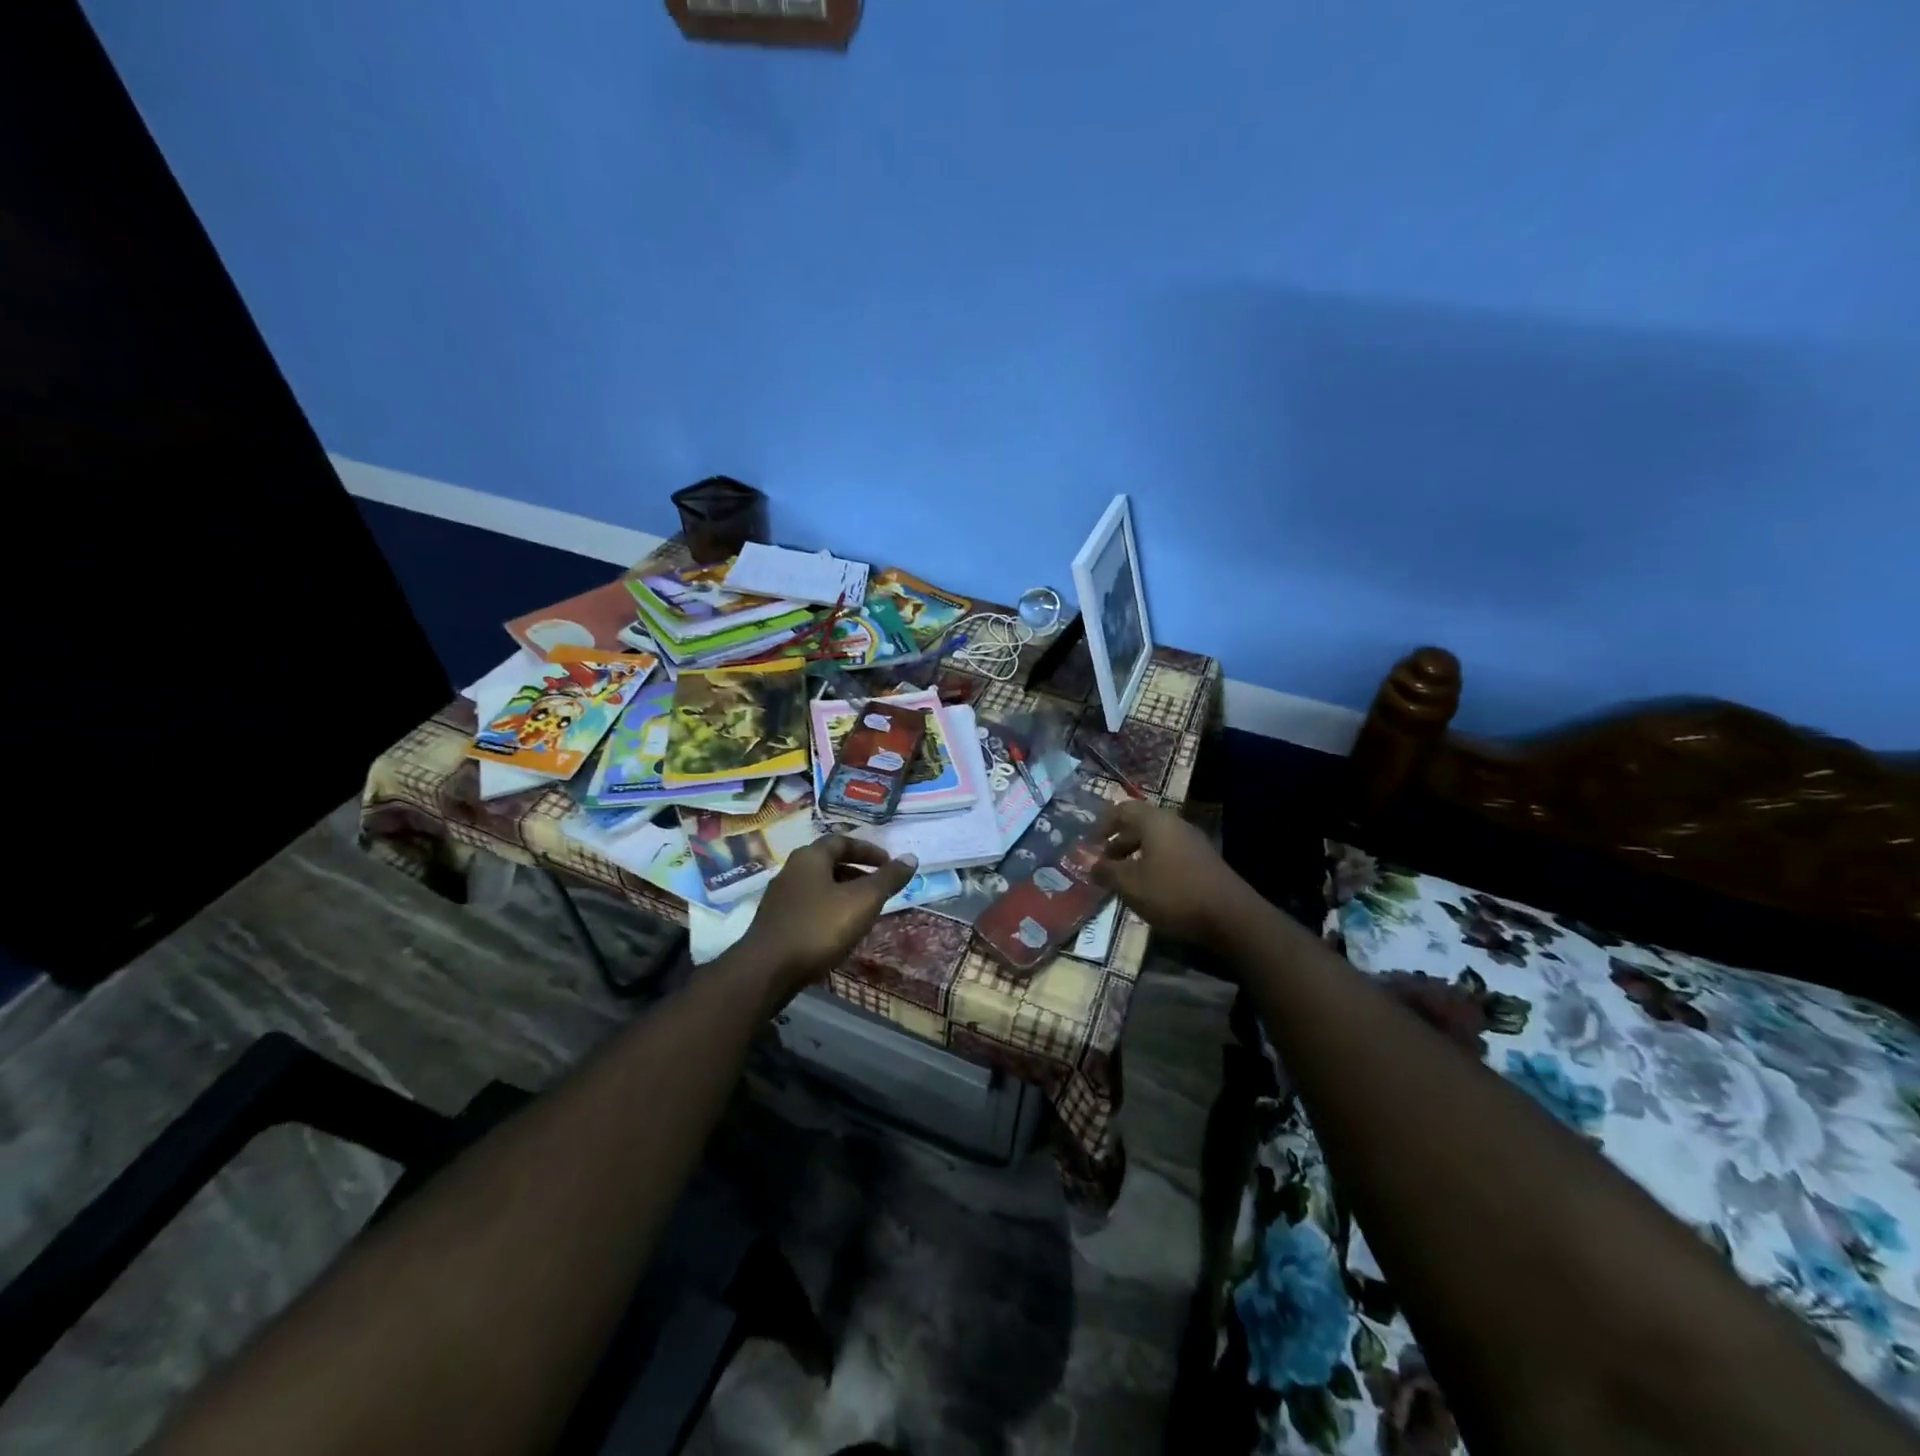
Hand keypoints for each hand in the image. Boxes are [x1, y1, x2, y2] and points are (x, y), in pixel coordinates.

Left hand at [734, 836, 917, 1010]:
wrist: (767, 971)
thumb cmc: (819, 927)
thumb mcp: (862, 901)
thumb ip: (888, 879)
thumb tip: (911, 858)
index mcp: (810, 857)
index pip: (842, 841)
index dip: (868, 850)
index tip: (889, 863)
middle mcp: (791, 871)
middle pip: (829, 863)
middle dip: (857, 873)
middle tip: (879, 889)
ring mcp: (780, 898)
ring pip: (819, 888)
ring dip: (843, 895)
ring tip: (864, 913)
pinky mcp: (775, 923)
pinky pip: (809, 909)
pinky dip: (829, 913)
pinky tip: (839, 933)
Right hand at [1092, 800, 1254, 950]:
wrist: (1231, 916)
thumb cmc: (1173, 893)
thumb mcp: (1130, 885)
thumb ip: (1106, 872)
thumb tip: (1090, 864)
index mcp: (1155, 821)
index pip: (1122, 809)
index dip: (1102, 824)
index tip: (1090, 845)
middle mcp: (1175, 824)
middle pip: (1139, 824)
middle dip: (1118, 843)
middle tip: (1104, 865)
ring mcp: (1193, 842)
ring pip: (1155, 841)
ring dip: (1135, 856)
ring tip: (1123, 880)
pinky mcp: (1204, 862)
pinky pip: (1170, 854)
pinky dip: (1153, 865)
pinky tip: (1149, 889)